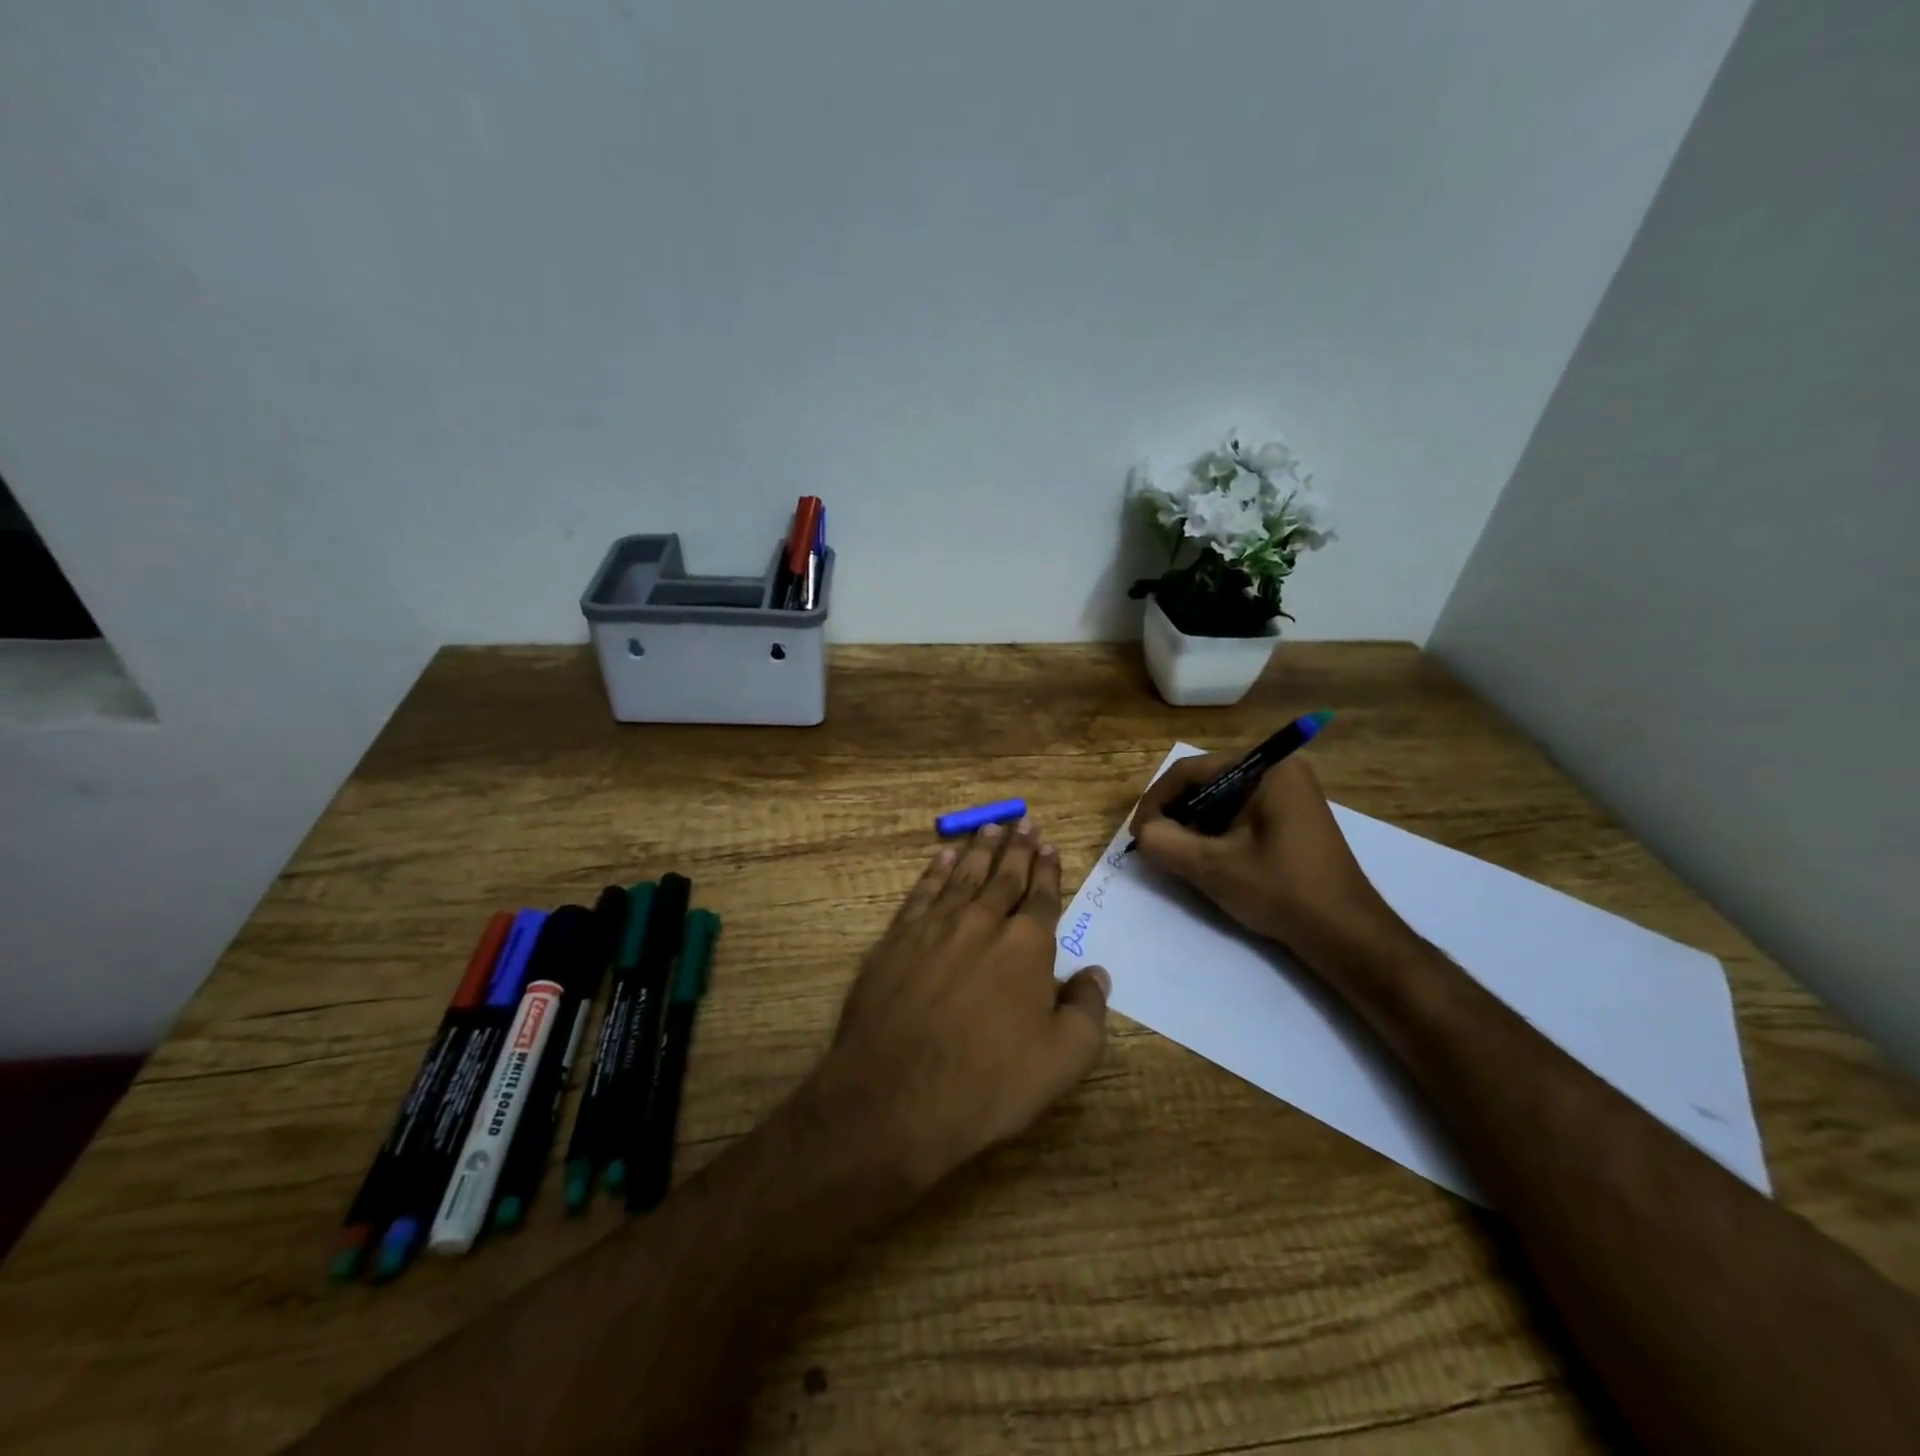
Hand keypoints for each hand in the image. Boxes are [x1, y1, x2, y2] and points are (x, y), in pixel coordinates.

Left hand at [809, 818, 1110, 1193]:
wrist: (897, 1095)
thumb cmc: (989, 1082)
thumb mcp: (1063, 1059)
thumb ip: (1088, 1010)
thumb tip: (1097, 973)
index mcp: (1026, 945)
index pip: (1042, 896)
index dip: (1048, 870)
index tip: (1049, 846)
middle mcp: (982, 921)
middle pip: (1004, 875)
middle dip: (1017, 848)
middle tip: (1024, 822)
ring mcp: (935, 926)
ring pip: (964, 875)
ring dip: (980, 849)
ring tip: (991, 827)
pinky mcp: (897, 938)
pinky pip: (922, 891)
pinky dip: (936, 869)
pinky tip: (945, 856)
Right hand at [1131, 755, 1409, 975]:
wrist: (1346, 934)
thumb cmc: (1282, 891)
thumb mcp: (1213, 867)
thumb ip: (1166, 843)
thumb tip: (1144, 833)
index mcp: (1266, 769)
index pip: (1191, 771)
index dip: (1156, 801)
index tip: (1138, 835)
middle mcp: (1278, 771)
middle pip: (1206, 783)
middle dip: (1175, 814)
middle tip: (1154, 846)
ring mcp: (1288, 794)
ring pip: (1220, 800)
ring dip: (1193, 826)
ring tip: (1176, 856)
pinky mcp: (1289, 817)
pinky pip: (1238, 814)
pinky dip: (1216, 833)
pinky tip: (1207, 860)